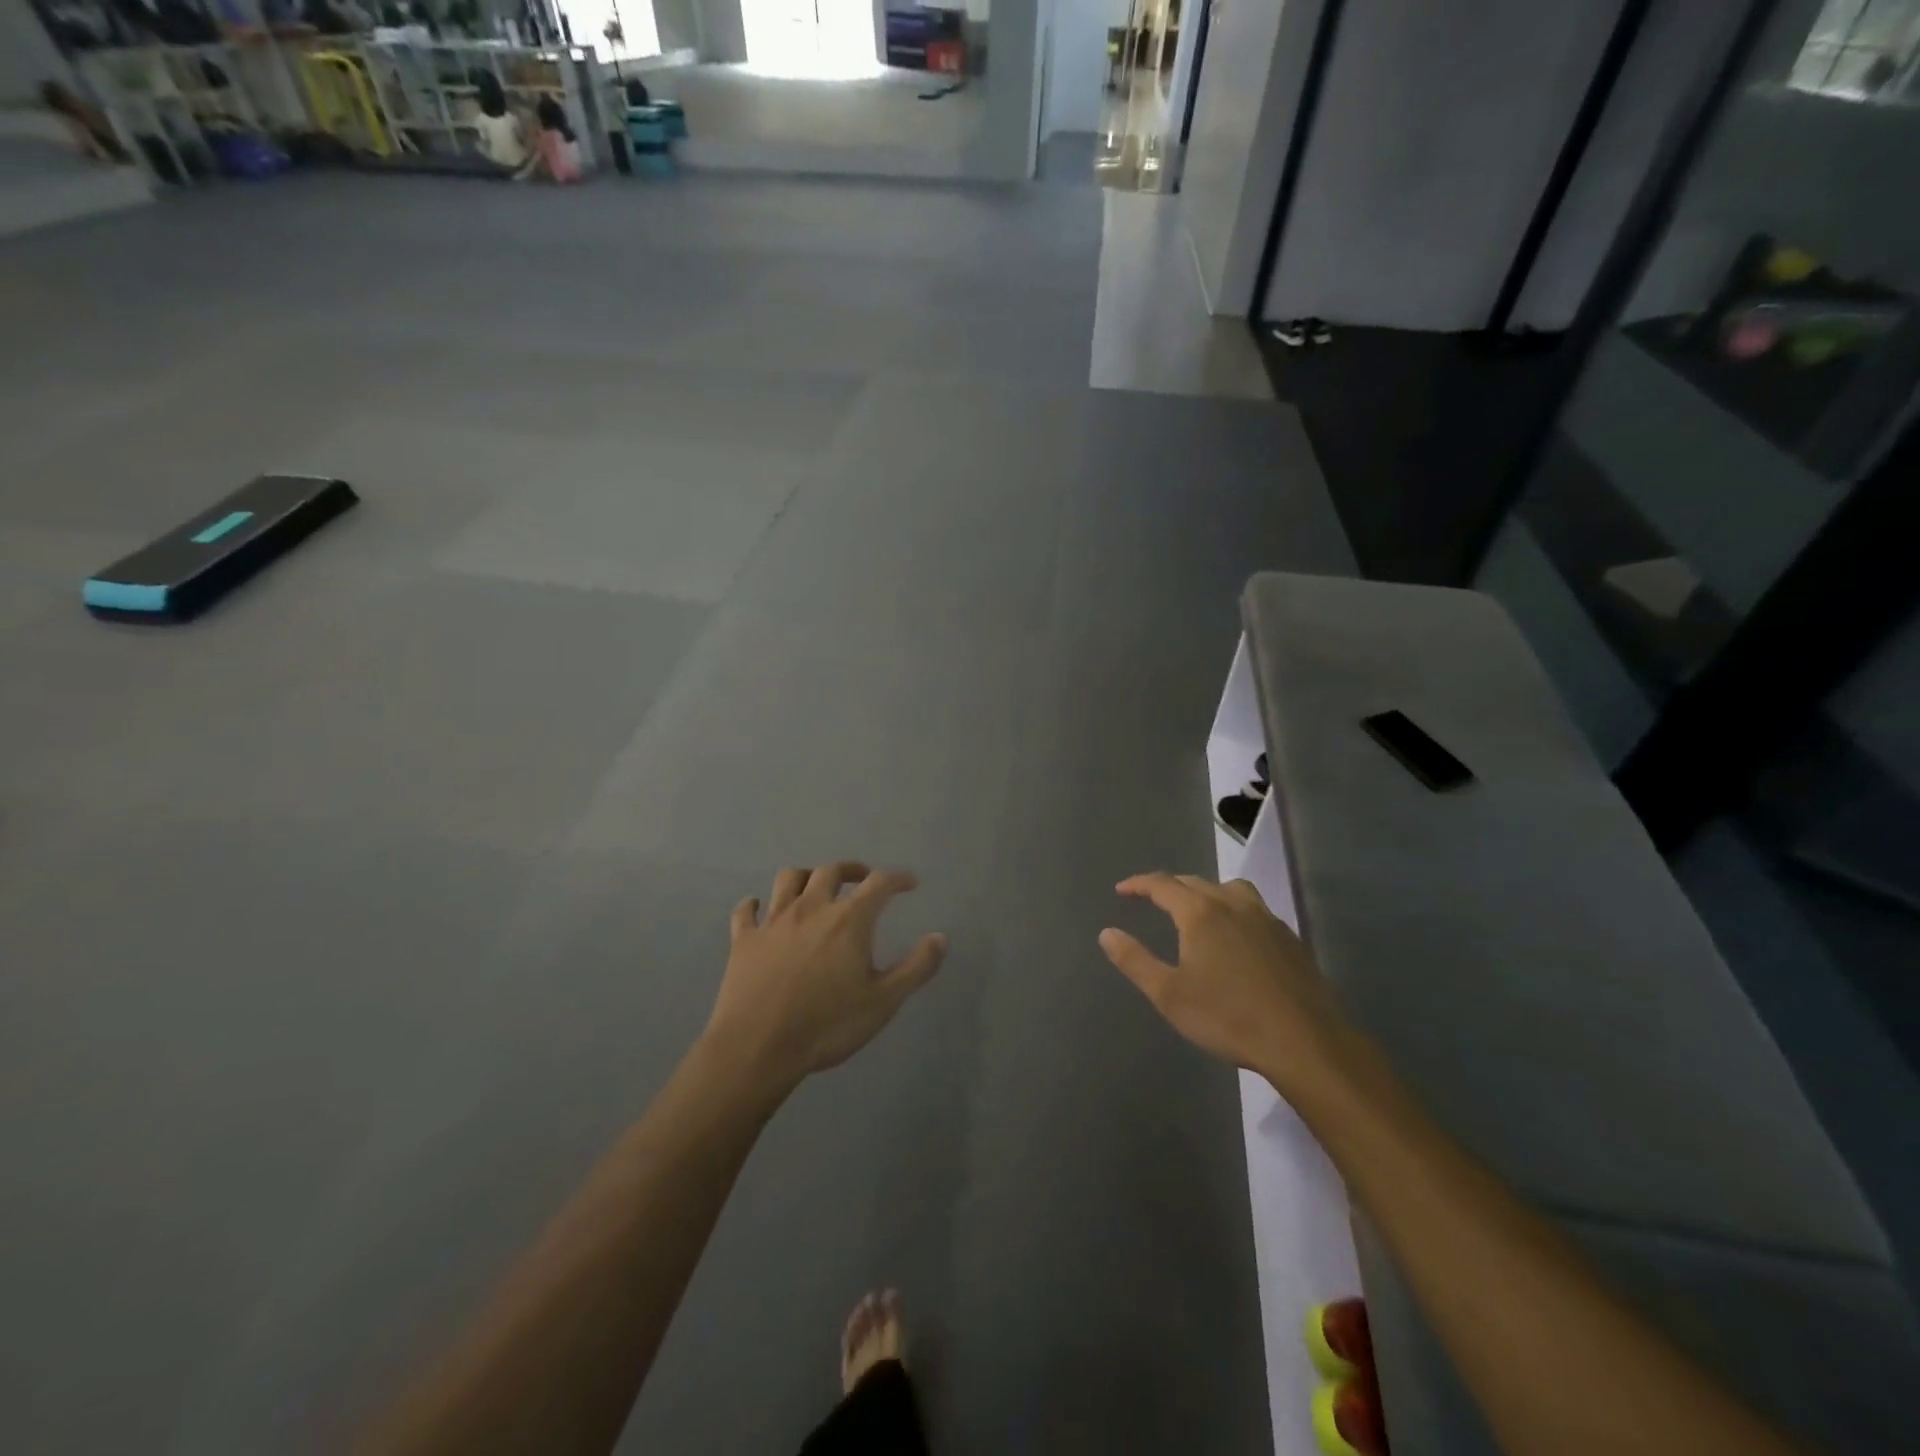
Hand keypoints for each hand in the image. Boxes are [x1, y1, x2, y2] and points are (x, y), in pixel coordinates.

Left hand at [704, 863, 945, 1091]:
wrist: (757, 1048)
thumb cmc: (828, 1025)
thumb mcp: (884, 1002)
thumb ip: (915, 967)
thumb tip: (940, 937)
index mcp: (848, 920)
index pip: (879, 884)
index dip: (897, 879)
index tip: (909, 883)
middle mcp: (811, 908)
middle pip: (831, 871)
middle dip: (851, 870)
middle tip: (862, 879)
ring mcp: (773, 921)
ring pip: (789, 879)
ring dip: (805, 876)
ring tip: (815, 887)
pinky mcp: (744, 940)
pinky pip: (746, 911)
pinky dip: (754, 905)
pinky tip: (758, 909)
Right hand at [1099, 873, 1355, 1101]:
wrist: (1304, 1042)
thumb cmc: (1228, 1018)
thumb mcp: (1169, 995)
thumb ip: (1135, 960)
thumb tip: (1107, 933)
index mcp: (1200, 913)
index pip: (1162, 884)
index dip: (1139, 884)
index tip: (1122, 890)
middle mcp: (1233, 904)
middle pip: (1194, 882)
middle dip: (1169, 887)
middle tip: (1151, 899)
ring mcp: (1266, 919)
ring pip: (1230, 889)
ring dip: (1206, 891)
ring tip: (1196, 909)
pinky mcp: (1289, 938)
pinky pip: (1254, 908)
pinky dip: (1234, 909)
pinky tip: (1236, 935)